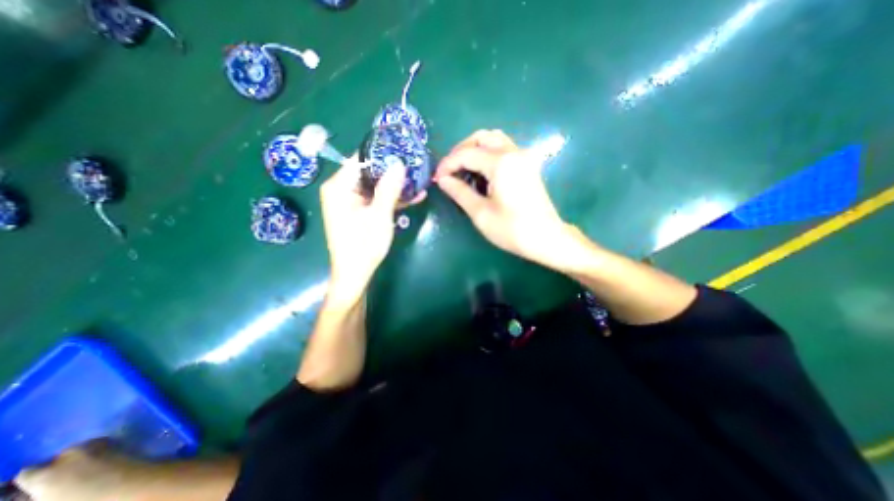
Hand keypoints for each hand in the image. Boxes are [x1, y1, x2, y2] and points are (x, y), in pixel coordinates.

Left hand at [322, 154, 422, 302]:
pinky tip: (414, 197)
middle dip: (392, 172)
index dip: (382, 155)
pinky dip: (391, 200)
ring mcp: (350, 202)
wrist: (355, 274)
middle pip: (369, 173)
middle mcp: (341, 190)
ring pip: (375, 187)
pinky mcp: (359, 212)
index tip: (404, 152)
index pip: (360, 160)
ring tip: (419, 181)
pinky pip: (376, 200)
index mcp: (339, 187)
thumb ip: (389, 188)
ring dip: (396, 187)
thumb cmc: (363, 245)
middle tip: (416, 166)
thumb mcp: (379, 215)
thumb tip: (399, 164)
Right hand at [436, 129, 582, 268]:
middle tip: (449, 170)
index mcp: (501, 163)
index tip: (437, 178)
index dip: (448, 164)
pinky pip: (503, 149)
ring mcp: (523, 157)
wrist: (547, 238)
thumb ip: (459, 192)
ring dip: (475, 149)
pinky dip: (487, 154)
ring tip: (462, 170)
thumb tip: (443, 180)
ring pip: (494, 140)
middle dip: (461, 151)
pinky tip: (480, 172)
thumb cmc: (512, 229)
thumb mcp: (480, 213)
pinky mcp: (527, 165)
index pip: (466, 154)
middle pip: (482, 137)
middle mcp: (514, 152)